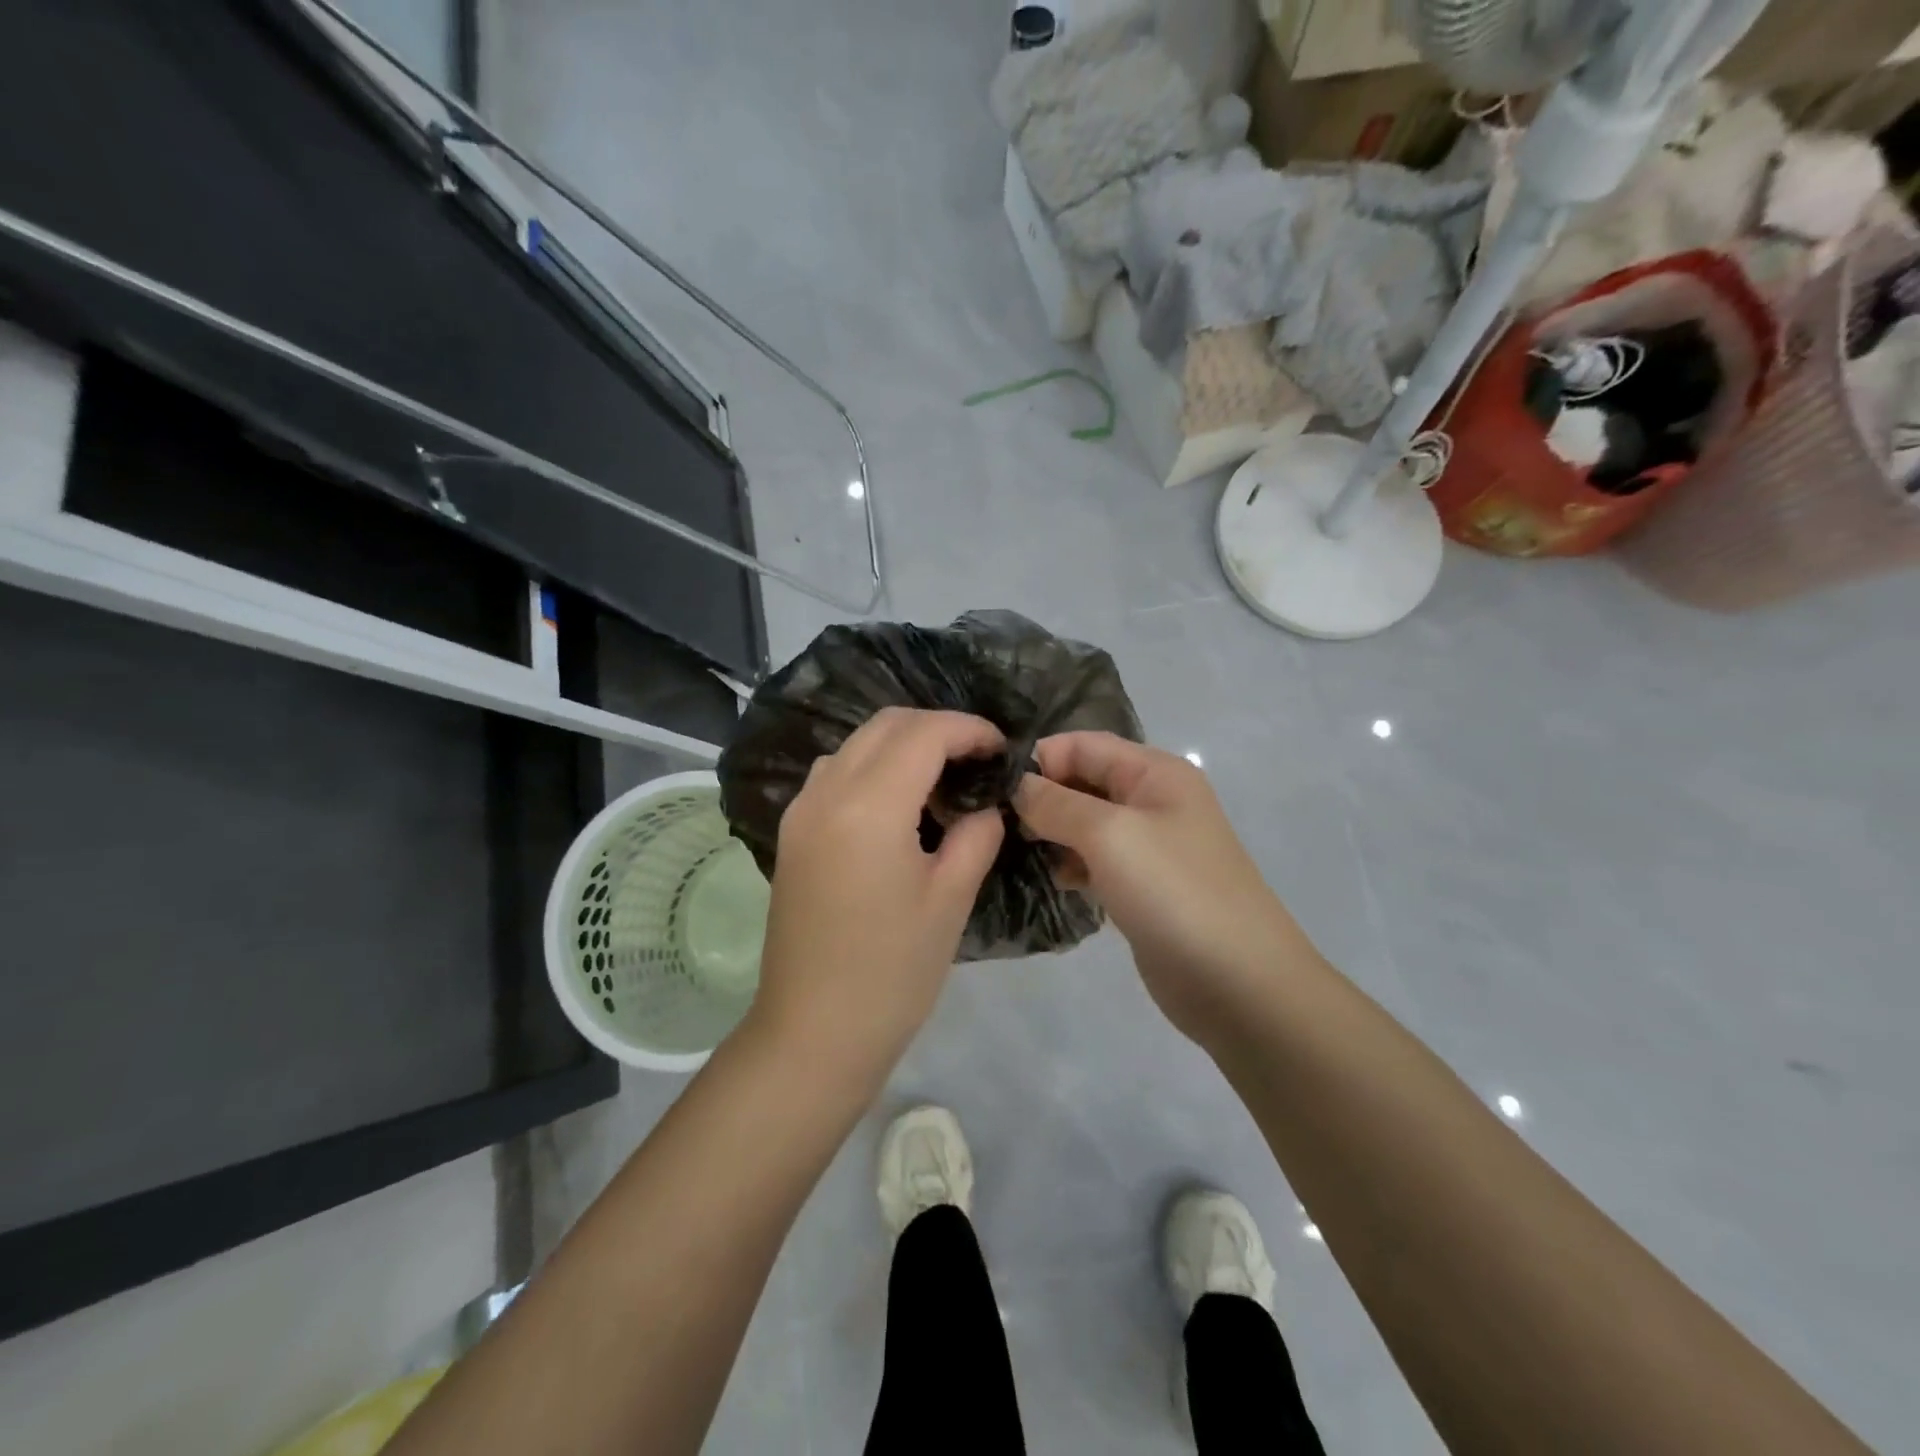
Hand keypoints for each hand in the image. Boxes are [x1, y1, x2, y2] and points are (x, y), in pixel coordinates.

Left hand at [749, 707, 1005, 1080]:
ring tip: (942, 781)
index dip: (969, 729)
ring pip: (856, 744)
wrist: (813, 1032)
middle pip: (886, 725)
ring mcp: (801, 811)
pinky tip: (899, 806)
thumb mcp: (951, 899)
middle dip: (937, 728)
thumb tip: (986, 807)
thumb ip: (976, 835)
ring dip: (902, 745)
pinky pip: (835, 774)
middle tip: (977, 760)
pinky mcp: (792, 833)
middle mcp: (826, 792)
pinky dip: (873, 768)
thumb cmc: (893, 972)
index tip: (1002, 749)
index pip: (924, 733)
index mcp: (869, 806)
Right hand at [1013, 732, 1311, 1044]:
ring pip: (1085, 824)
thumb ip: (1056, 803)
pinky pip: (1095, 860)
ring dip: (1052, 833)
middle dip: (1042, 797)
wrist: (1238, 983)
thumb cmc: (1174, 892)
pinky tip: (1056, 881)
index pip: (1083, 744)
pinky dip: (1072, 865)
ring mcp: (1149, 846)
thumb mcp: (1109, 835)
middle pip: (1083, 781)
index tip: (994, 790)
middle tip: (998, 825)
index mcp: (1154, 772)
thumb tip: (1016, 784)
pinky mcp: (1142, 887)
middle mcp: (1152, 800)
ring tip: (1021, 854)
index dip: (1040, 760)